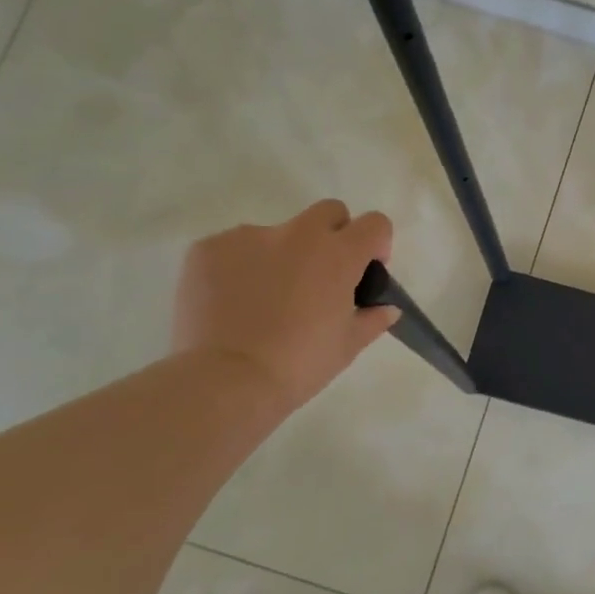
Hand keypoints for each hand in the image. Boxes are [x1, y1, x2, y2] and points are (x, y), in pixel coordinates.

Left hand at [173, 200, 399, 416]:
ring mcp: (248, 236)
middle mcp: (297, 234)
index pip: (375, 223)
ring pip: (277, 233)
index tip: (366, 270)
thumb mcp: (347, 346)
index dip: (376, 243)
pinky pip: (234, 249)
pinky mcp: (208, 248)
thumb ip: (372, 319)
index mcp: (338, 255)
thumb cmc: (299, 365)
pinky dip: (239, 268)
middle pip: (328, 212)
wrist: (225, 380)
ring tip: (265, 300)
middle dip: (333, 235)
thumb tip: (386, 307)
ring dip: (282, 255)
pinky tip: (233, 303)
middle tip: (320, 277)